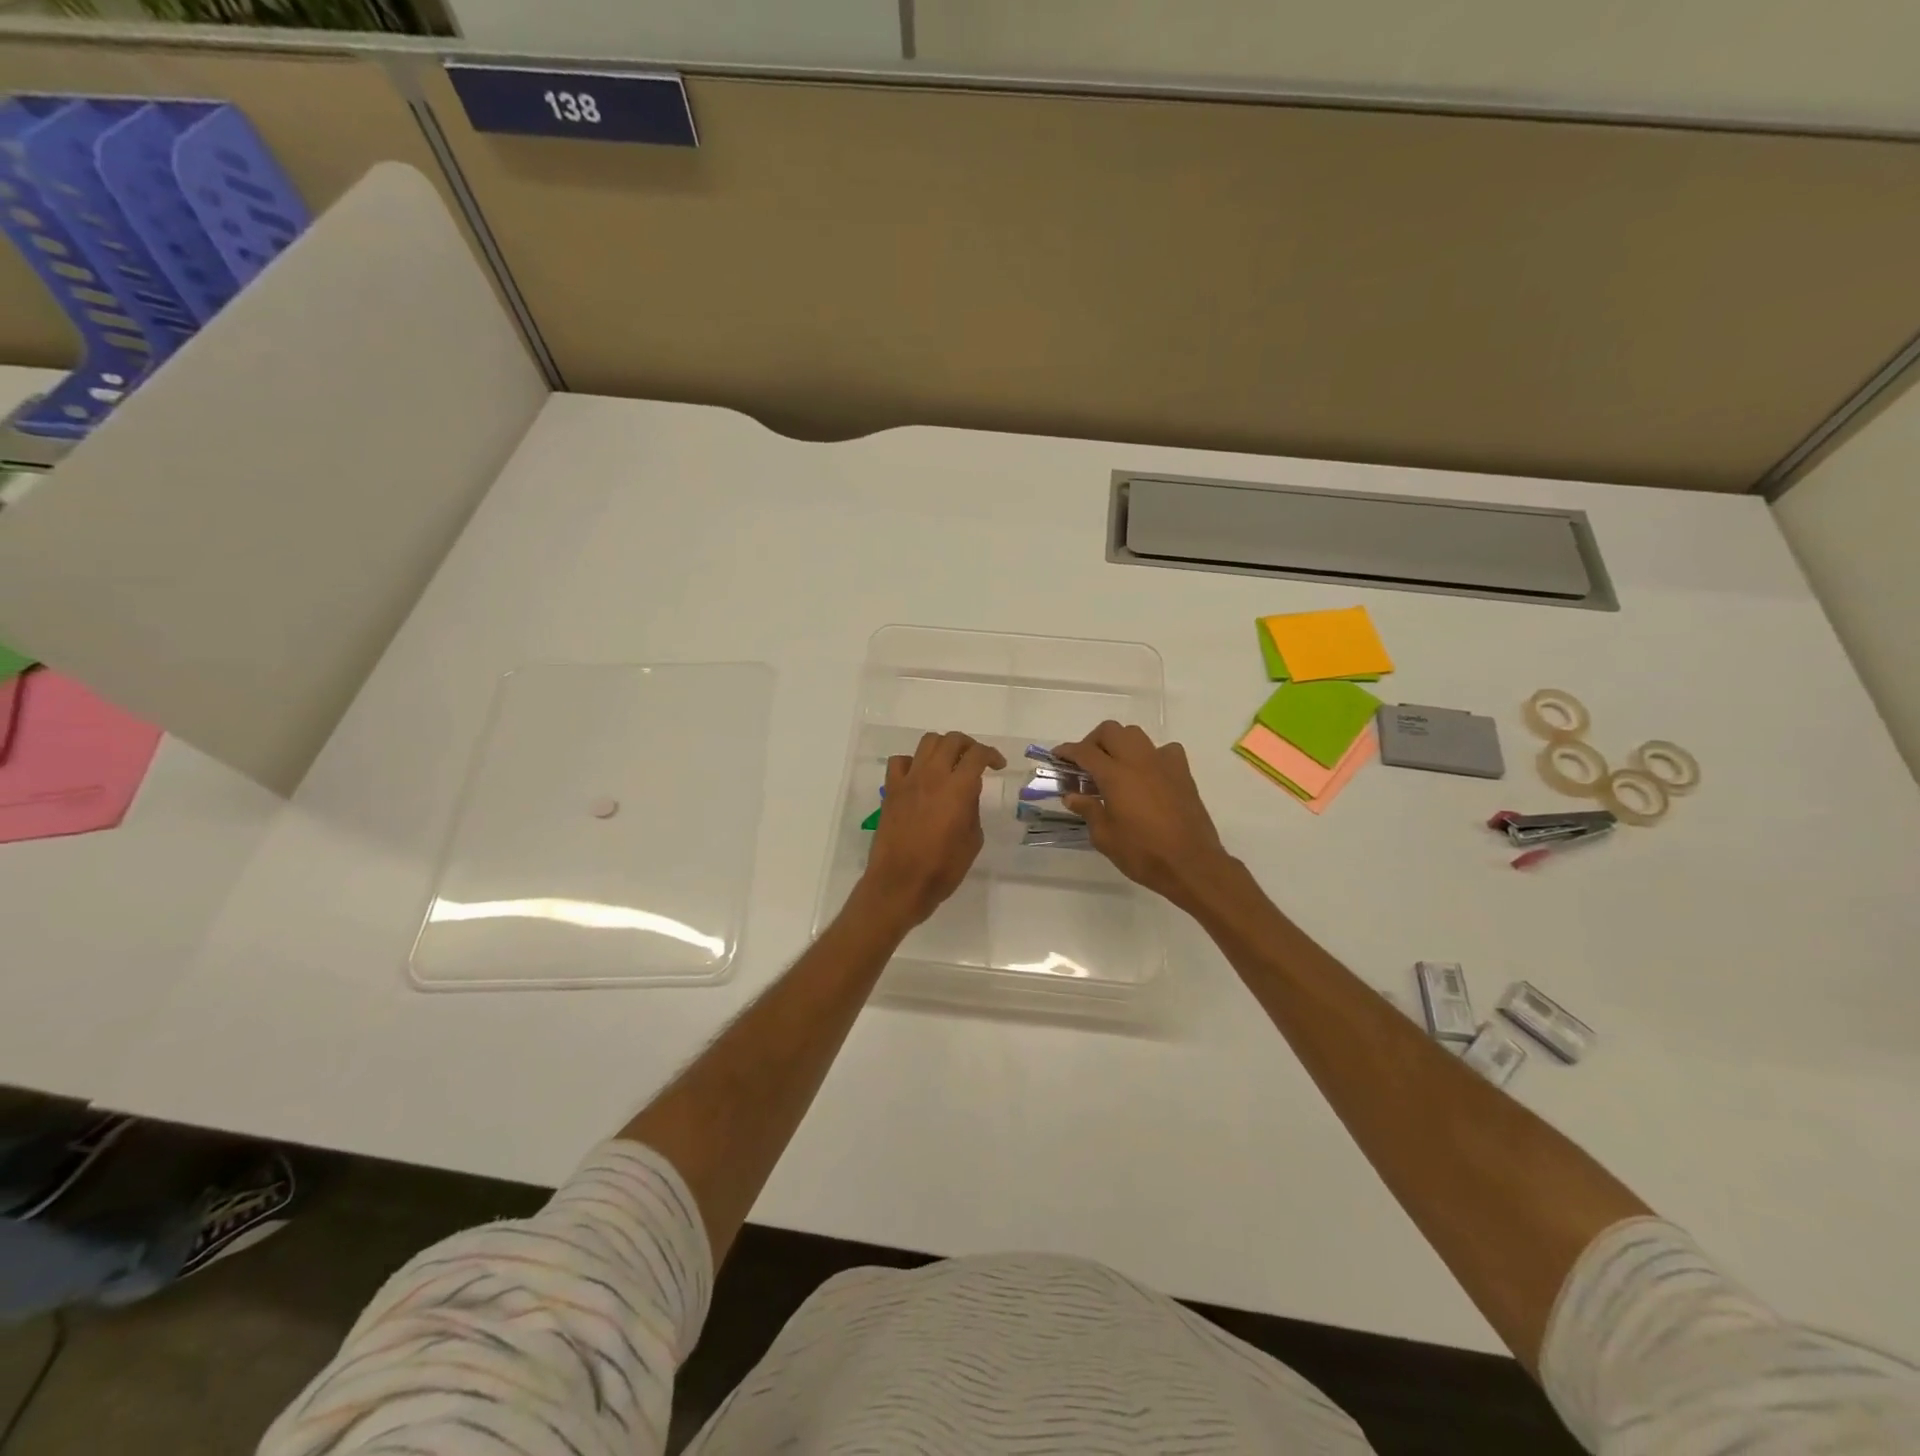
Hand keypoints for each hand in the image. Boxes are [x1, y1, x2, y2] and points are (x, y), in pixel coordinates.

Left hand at [857, 731, 1006, 930]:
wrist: (900, 883)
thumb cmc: (943, 868)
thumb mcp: (972, 840)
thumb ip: (972, 809)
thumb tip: (967, 794)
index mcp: (958, 788)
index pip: (977, 755)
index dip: (991, 754)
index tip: (998, 765)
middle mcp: (933, 776)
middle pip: (951, 740)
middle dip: (968, 744)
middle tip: (975, 759)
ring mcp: (908, 780)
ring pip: (926, 742)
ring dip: (942, 747)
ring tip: (949, 762)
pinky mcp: (891, 790)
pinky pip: (900, 761)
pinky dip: (913, 762)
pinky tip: (919, 776)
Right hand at [1054, 721, 1233, 912]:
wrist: (1191, 864)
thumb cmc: (1143, 853)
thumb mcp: (1105, 837)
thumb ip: (1088, 810)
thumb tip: (1072, 796)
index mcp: (1115, 775)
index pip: (1085, 752)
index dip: (1067, 751)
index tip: (1057, 756)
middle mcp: (1138, 761)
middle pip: (1111, 731)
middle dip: (1093, 741)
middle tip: (1085, 764)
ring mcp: (1163, 764)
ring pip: (1136, 735)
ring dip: (1119, 744)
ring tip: (1114, 767)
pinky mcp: (1182, 773)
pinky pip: (1164, 750)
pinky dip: (1150, 755)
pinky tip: (1147, 774)